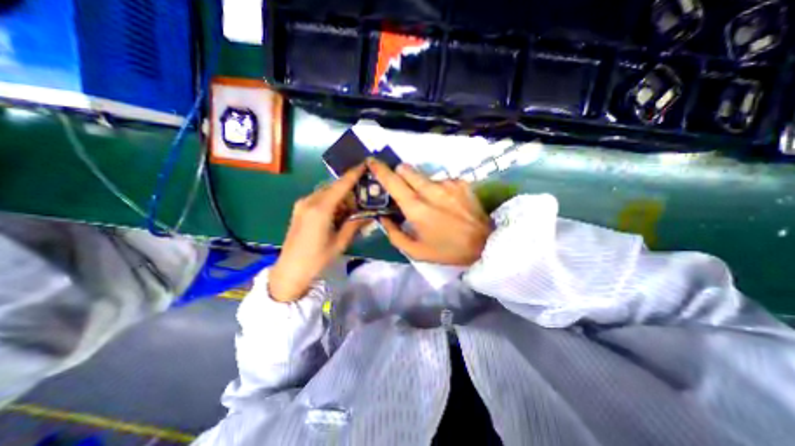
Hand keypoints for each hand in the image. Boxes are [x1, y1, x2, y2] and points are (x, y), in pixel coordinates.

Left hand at [267, 164, 364, 302]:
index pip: (341, 185)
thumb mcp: (340, 242)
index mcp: (320, 209)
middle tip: (365, 196)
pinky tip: (340, 213)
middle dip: (351, 189)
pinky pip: (321, 199)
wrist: (290, 270)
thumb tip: (370, 213)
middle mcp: (310, 201)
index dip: (354, 174)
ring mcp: (302, 204)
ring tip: (354, 208)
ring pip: (328, 193)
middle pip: (335, 187)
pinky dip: (333, 202)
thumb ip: (355, 224)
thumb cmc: (317, 259)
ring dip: (342, 197)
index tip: (366, 164)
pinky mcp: (300, 209)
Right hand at [369, 159, 494, 265]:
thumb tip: (383, 216)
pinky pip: (441, 180)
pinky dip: (438, 189)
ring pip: (424, 176)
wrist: (485, 244)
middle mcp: (431, 190)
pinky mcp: (461, 182)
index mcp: (417, 208)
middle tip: (401, 188)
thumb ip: (394, 233)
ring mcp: (448, 183)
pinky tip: (447, 203)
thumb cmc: (447, 250)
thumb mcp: (415, 251)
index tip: (371, 162)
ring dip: (420, 185)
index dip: (379, 169)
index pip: (393, 181)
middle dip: (398, 174)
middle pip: (406, 169)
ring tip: (431, 203)